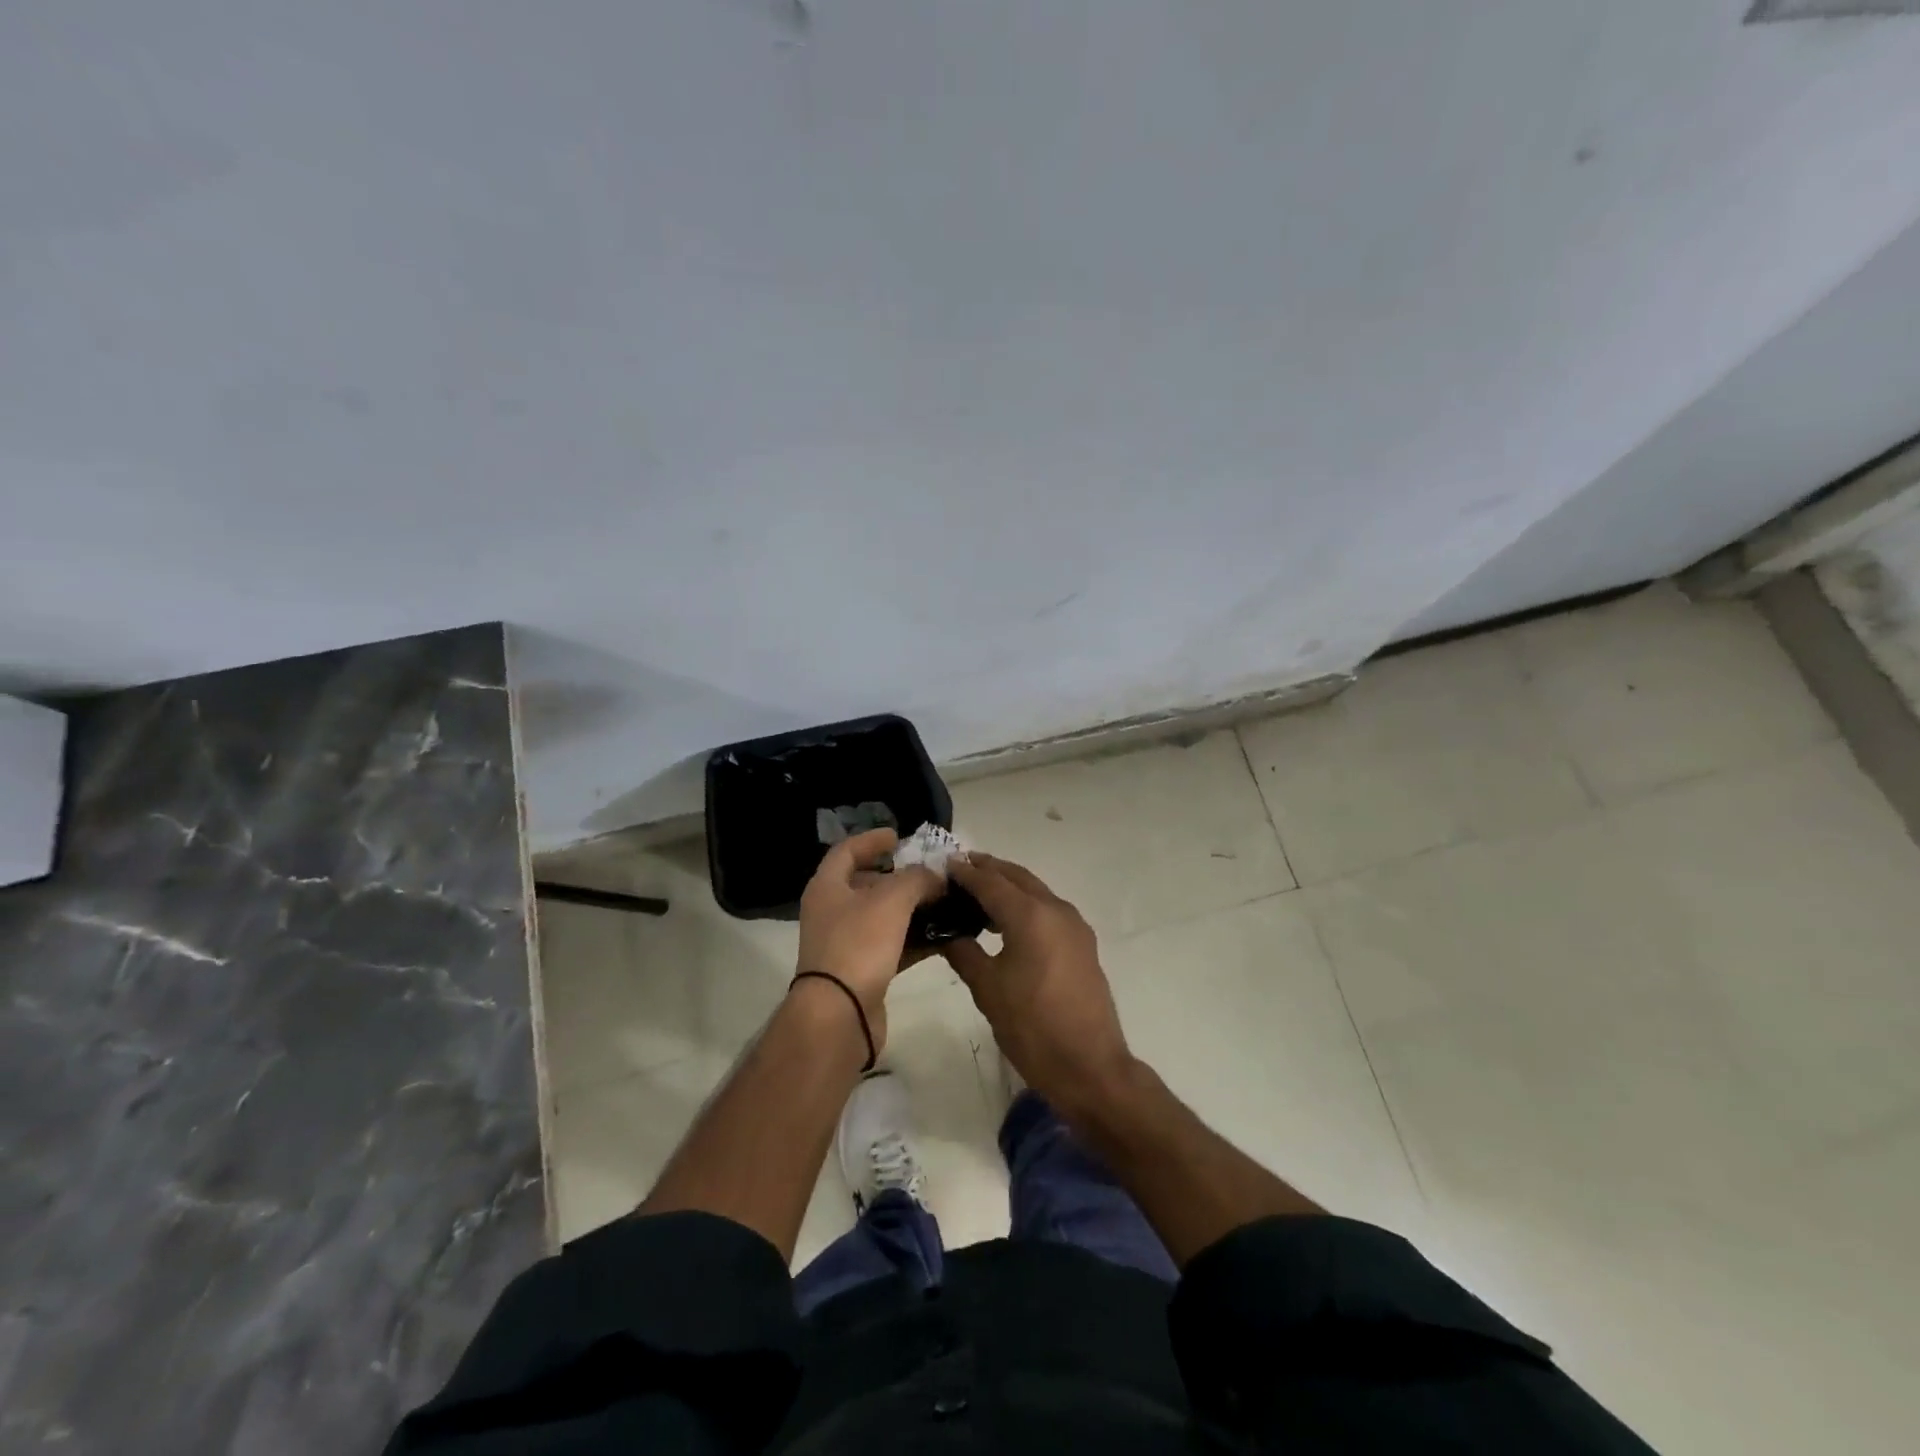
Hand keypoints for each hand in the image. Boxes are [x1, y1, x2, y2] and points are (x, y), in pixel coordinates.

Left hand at [796, 828, 943, 1054]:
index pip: (846, 851)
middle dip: (899, 876)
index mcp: (827, 887)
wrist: (839, 1014)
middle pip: (866, 884)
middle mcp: (831, 912)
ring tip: (943, 902)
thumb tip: (935, 876)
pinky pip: (891, 946)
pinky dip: (914, 939)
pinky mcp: (861, 971)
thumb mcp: (892, 900)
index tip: (899, 836)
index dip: (871, 840)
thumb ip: (917, 879)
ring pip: (881, 917)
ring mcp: (845, 944)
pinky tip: (942, 937)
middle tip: (930, 872)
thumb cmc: (859, 945)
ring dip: (911, 908)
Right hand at [942, 853, 1134, 1115]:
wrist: (1089, 1066)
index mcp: (1030, 915)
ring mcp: (1074, 925)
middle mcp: (1056, 909)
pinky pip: (1048, 909)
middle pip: (1017, 877)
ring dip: (1008, 885)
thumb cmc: (1032, 1027)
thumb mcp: (987, 989)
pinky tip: (1006, 922)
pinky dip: (1025, 904)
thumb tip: (947, 933)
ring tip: (978, 893)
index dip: (965, 872)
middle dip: (989, 869)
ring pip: (1035, 891)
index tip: (943, 864)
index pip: (990, 882)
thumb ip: (964, 952)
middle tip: (960, 869)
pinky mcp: (1082, 943)